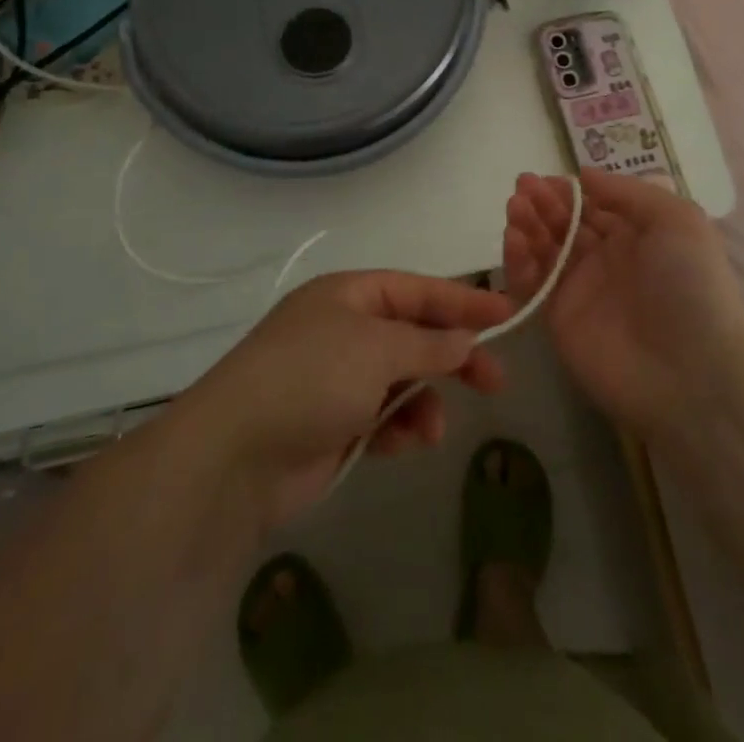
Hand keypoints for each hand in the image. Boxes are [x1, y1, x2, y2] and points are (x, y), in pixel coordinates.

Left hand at [181, 271, 514, 527]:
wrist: (235, 455)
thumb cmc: (311, 378)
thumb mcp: (376, 348)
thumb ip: (427, 342)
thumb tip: (464, 339)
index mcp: (350, 294)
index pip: (418, 289)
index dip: (463, 301)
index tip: (508, 314)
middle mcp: (345, 328)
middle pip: (415, 334)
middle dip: (453, 357)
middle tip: (495, 381)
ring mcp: (337, 376)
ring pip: (403, 379)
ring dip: (424, 401)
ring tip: (431, 430)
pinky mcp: (334, 422)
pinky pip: (383, 416)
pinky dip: (399, 428)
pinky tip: (405, 444)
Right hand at [504, 167, 743, 438]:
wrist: (692, 374)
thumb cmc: (690, 285)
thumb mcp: (676, 220)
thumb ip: (627, 192)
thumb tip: (583, 175)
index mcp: (636, 235)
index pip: (593, 205)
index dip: (569, 190)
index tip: (547, 177)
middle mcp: (606, 259)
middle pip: (564, 223)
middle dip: (543, 202)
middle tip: (522, 186)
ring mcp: (580, 290)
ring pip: (544, 249)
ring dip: (527, 224)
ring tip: (515, 206)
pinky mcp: (558, 319)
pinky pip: (532, 284)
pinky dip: (519, 261)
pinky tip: (514, 238)